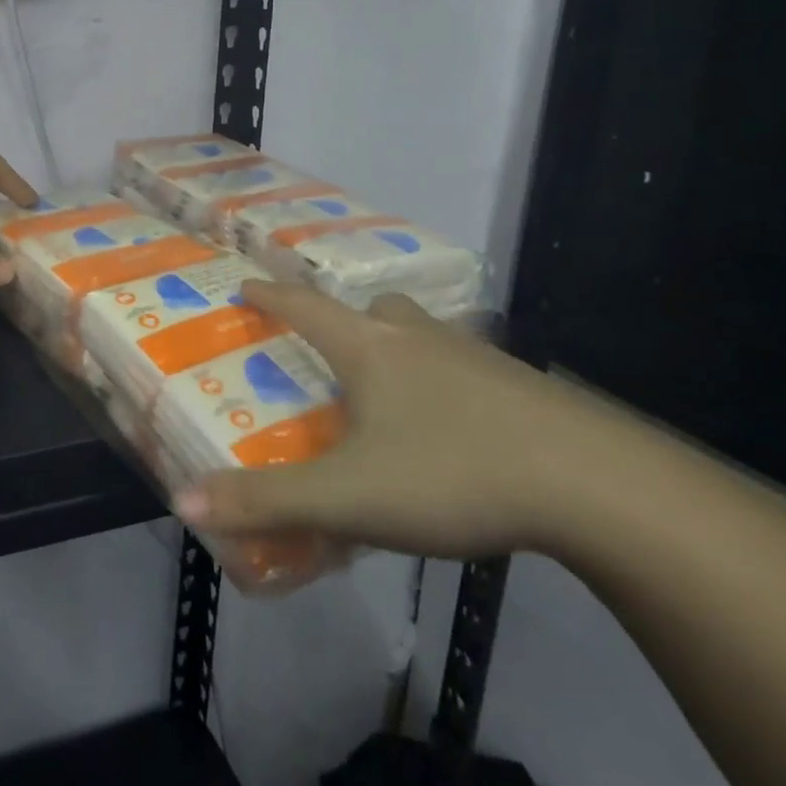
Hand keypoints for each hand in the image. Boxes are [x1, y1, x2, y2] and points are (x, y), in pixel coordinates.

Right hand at [175, 282, 608, 560]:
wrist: (601, 488)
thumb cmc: (455, 473)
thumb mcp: (349, 497)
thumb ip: (267, 501)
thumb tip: (184, 502)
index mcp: (370, 349)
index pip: (304, 307)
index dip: (270, 295)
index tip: (246, 283)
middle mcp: (419, 338)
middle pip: (374, 308)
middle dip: (346, 318)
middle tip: (332, 347)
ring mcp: (478, 358)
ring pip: (425, 333)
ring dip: (399, 344)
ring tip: (393, 388)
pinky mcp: (524, 388)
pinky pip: (468, 367)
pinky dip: (448, 380)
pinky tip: (457, 427)